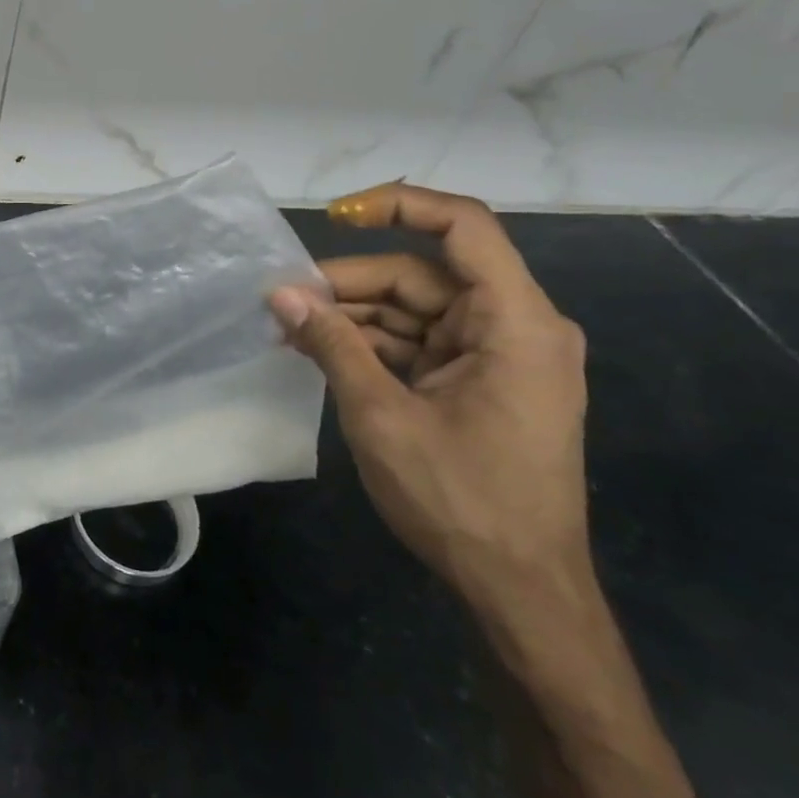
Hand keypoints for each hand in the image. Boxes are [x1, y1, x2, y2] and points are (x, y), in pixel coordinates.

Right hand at [269, 182, 590, 619]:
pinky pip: (418, 342)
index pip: (463, 227)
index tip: (335, 216)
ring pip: (413, 309)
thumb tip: (279, 294)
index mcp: (515, 323)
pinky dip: (370, 345)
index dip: (398, 205)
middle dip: (349, 284)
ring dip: (352, 317)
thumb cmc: (461, 500)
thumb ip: (331, 344)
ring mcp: (497, 356)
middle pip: (422, 274)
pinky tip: (318, 351)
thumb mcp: (382, 415)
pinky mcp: (479, 382)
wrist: (520, 592)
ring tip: (289, 330)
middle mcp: (515, 327)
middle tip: (283, 301)